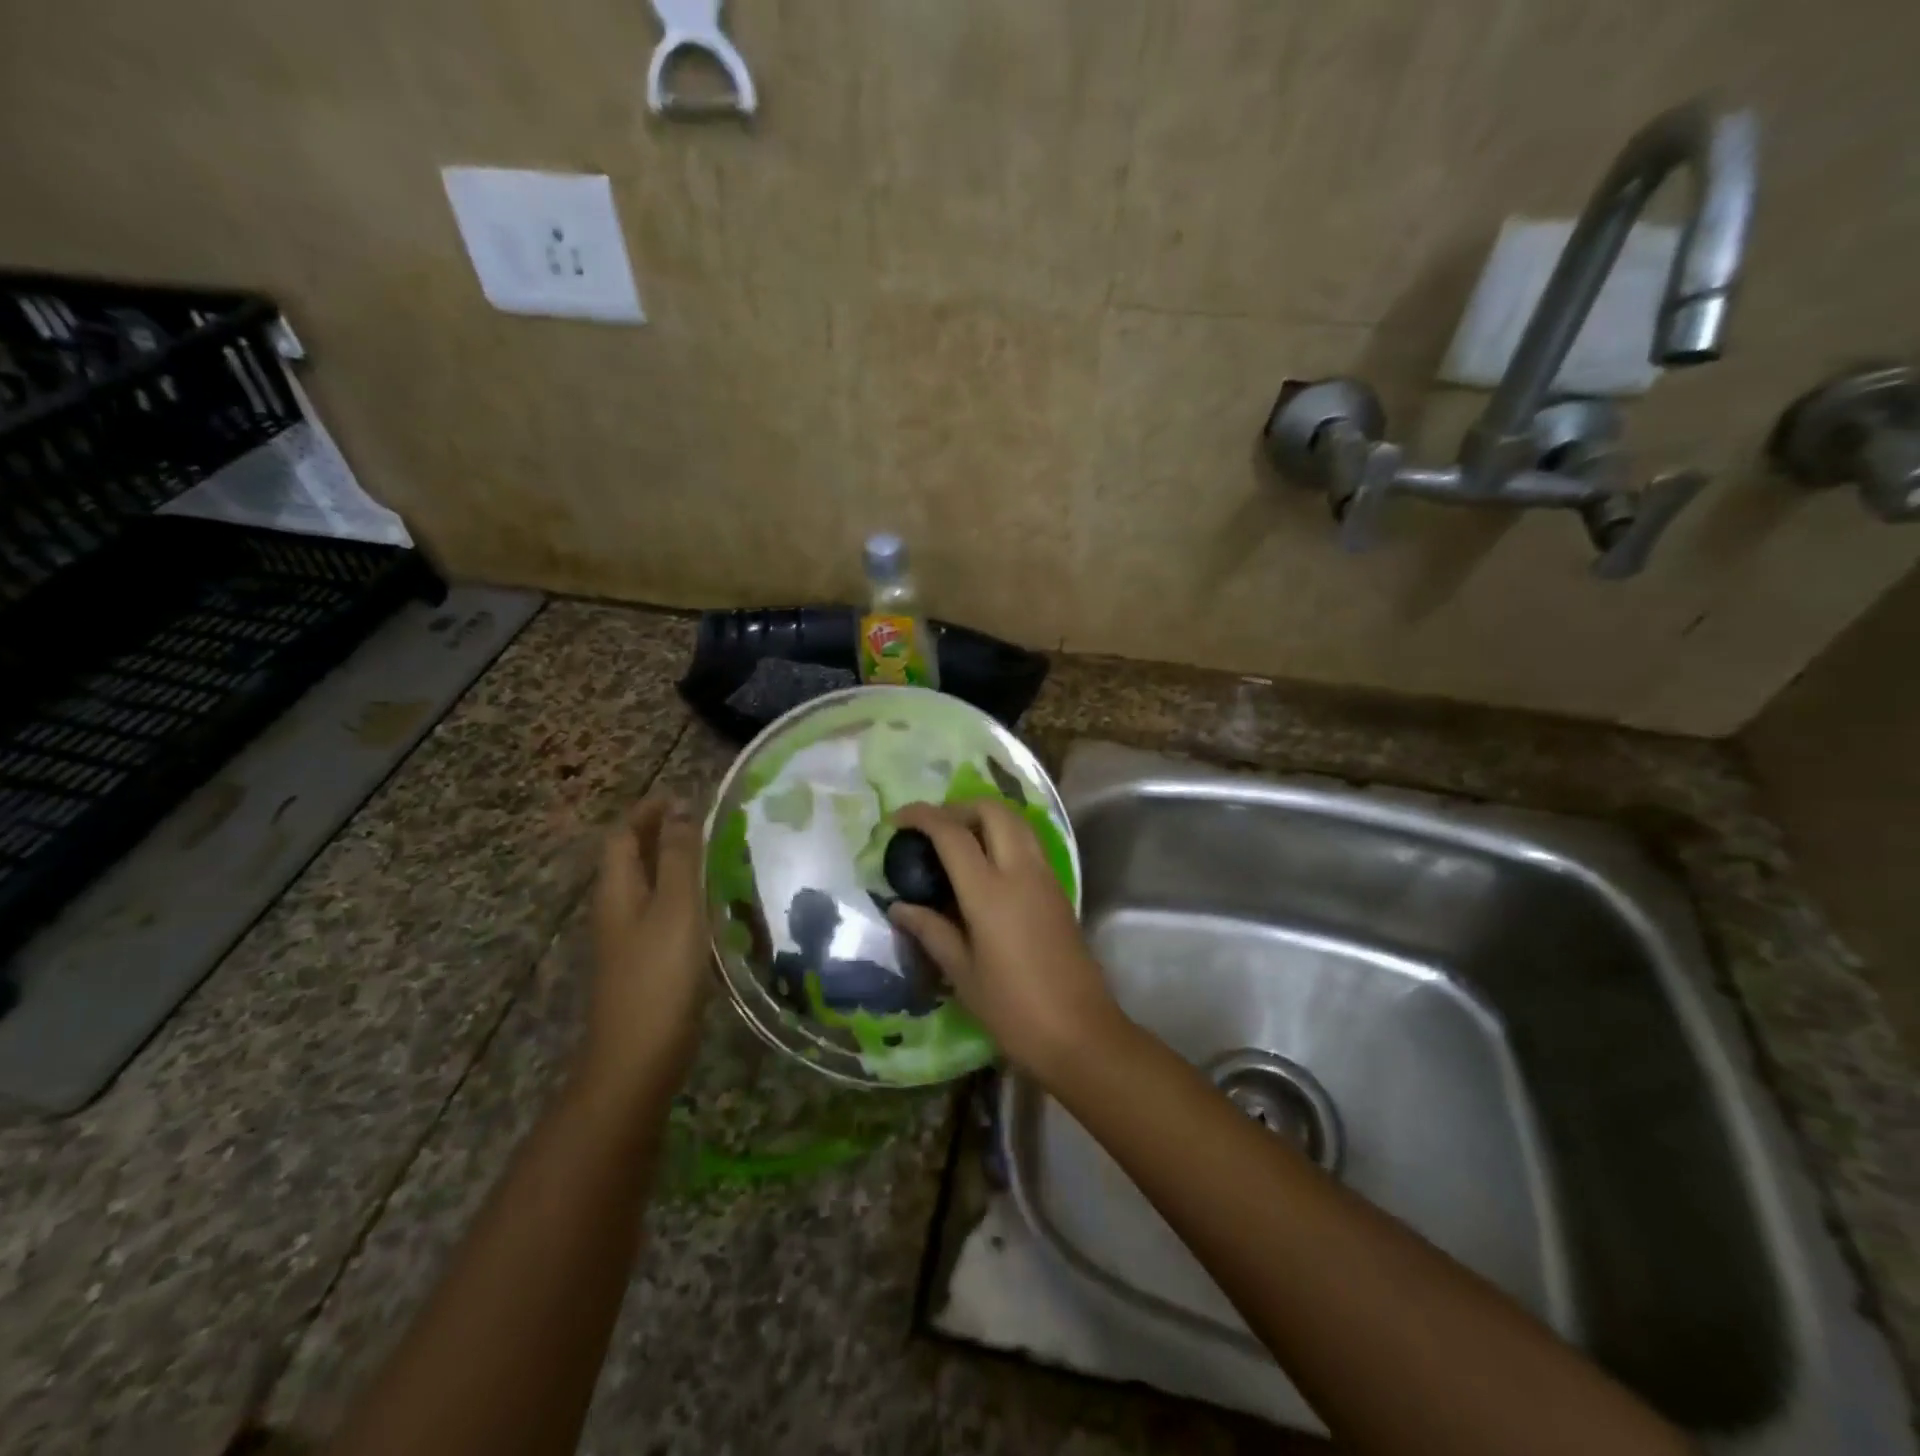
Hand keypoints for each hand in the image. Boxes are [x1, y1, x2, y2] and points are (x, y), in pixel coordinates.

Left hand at [579, 797, 709, 1101]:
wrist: (639, 1058)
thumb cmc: (659, 975)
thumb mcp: (675, 907)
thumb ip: (679, 858)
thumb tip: (679, 811)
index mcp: (617, 890)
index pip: (623, 835)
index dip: (648, 812)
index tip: (683, 796)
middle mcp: (617, 908)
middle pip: (632, 859)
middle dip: (662, 834)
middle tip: (707, 822)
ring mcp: (629, 939)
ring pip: (648, 886)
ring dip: (675, 864)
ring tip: (718, 855)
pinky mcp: (645, 962)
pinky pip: (662, 912)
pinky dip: (683, 895)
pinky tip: (714, 904)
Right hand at [887, 800, 1124, 1081]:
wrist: (1080, 1033)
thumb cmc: (1013, 1009)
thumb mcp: (962, 973)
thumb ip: (931, 931)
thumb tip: (899, 907)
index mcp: (990, 891)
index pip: (952, 833)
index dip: (922, 817)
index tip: (898, 820)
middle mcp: (1021, 871)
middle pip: (992, 811)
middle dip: (959, 808)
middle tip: (933, 830)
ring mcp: (1045, 877)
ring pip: (1016, 821)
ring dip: (985, 817)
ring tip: (957, 842)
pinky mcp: (1059, 889)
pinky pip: (1029, 843)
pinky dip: (1004, 836)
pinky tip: (985, 866)